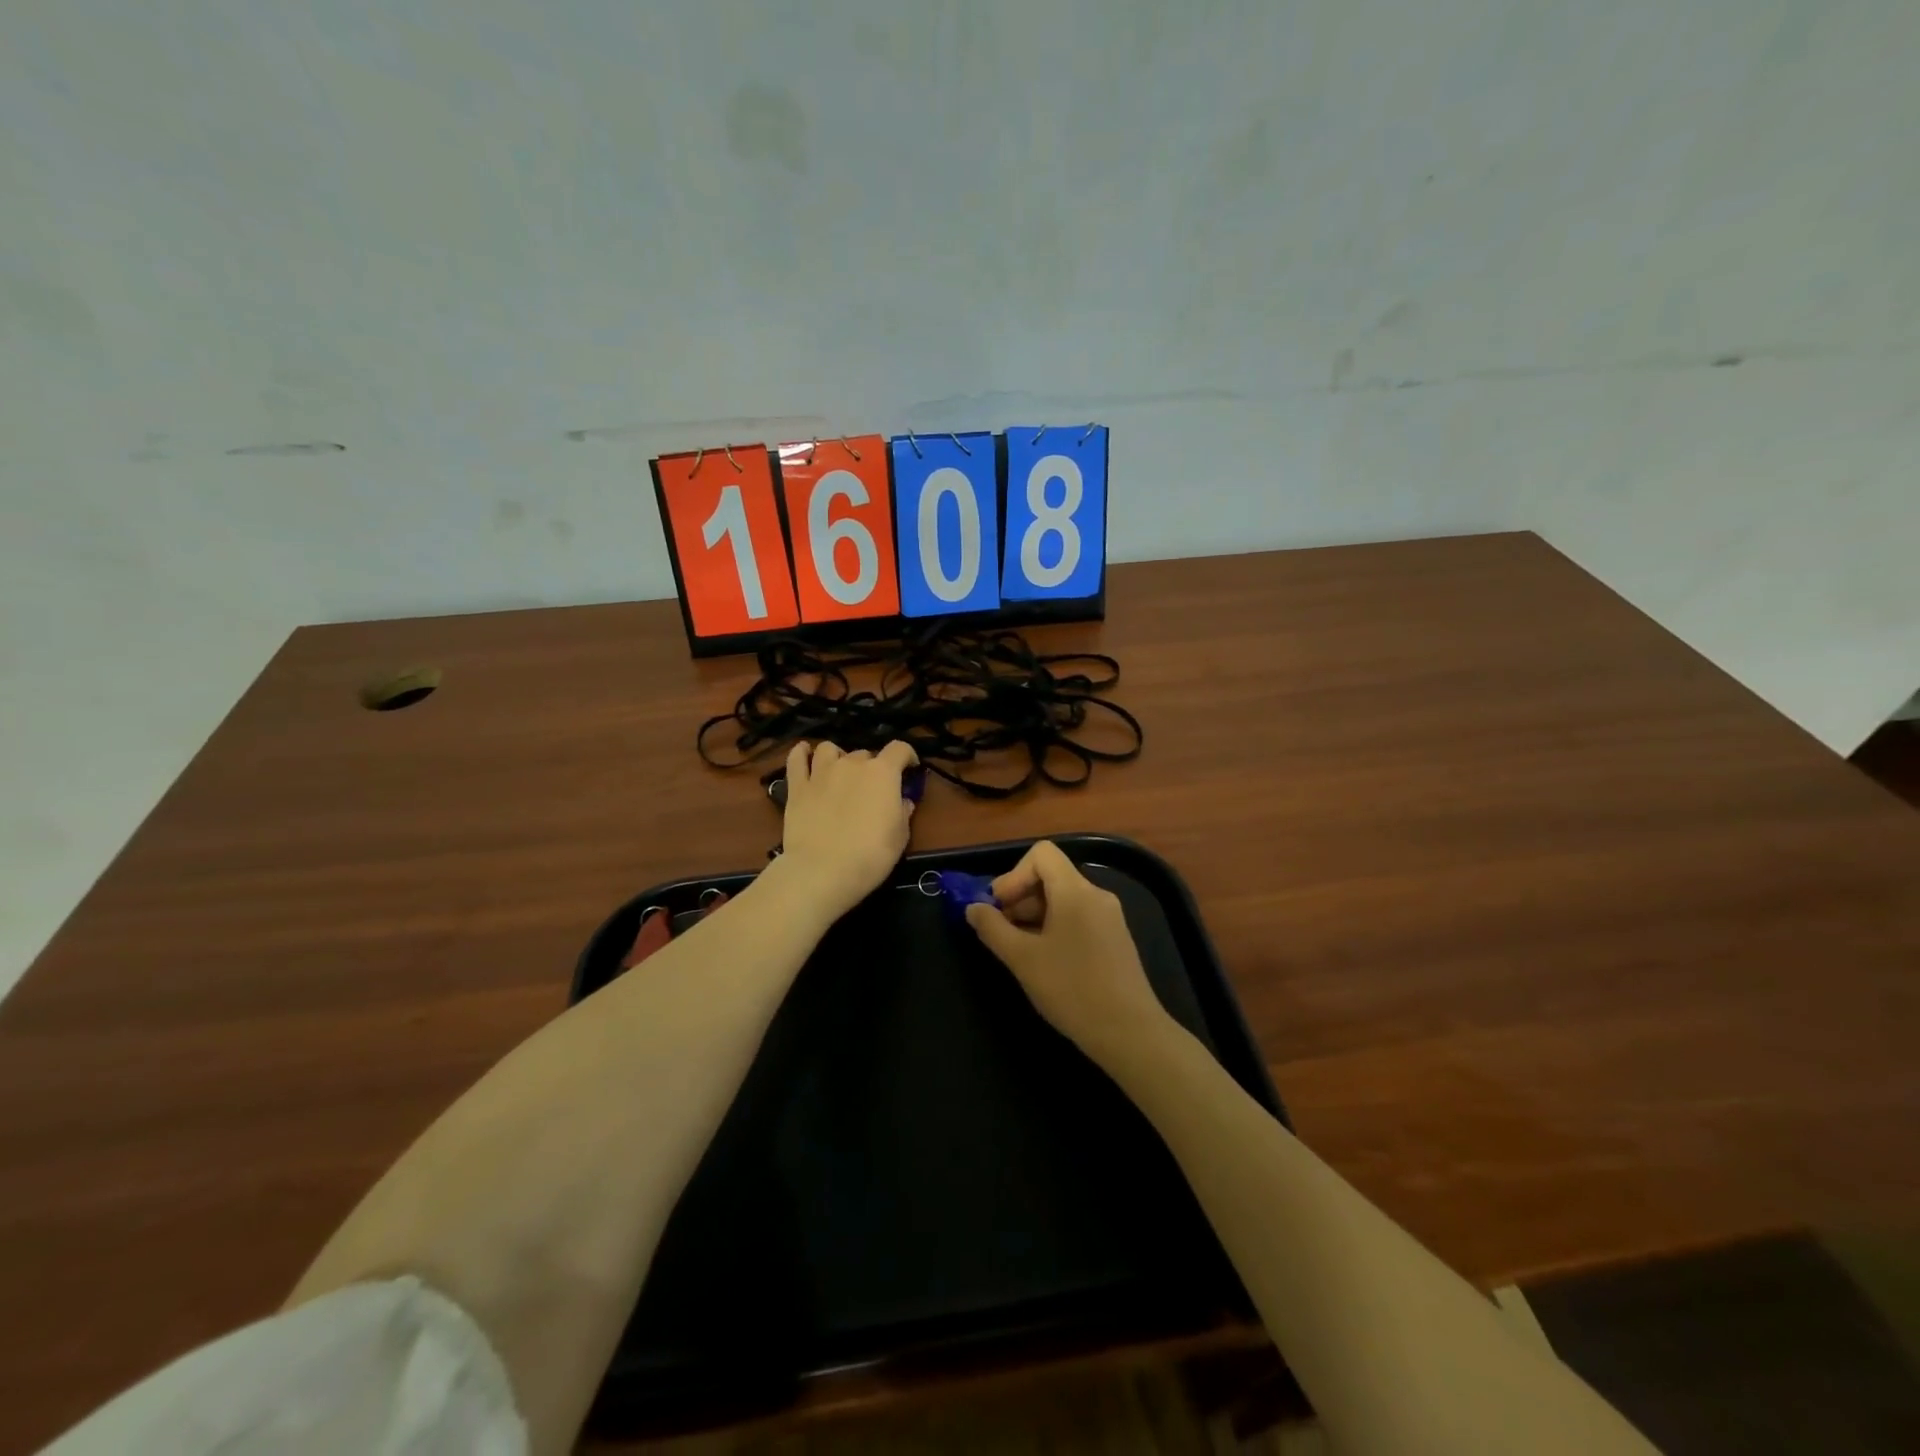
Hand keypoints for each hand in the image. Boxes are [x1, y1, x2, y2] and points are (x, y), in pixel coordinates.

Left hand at [777, 740, 918, 921]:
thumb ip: (903, 812)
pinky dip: (801, 753)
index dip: (907, 756)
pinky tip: (804, 754)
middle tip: (871, 789)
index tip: (910, 769)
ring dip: (837, 756)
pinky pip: (796, 759)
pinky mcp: (797, 787)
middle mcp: (851, 764)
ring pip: (829, 749)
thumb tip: (903, 801)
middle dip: (871, 767)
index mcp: (882, 773)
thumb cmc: (870, 855)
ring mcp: (821, 773)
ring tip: (839, 772)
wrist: (823, 871)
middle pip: (864, 753)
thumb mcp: (900, 837)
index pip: (899, 749)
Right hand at [965, 841, 1172, 1063]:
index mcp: (1075, 891)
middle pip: (1051, 876)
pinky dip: (1055, 928)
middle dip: (1020, 898)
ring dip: (1035, 915)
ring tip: (1020, 951)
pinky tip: (1046, 962)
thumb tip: (973, 908)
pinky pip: (1078, 917)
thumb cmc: (1072, 990)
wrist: (1130, 1033)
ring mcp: (1109, 917)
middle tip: (1002, 933)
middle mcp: (1096, 895)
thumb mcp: (1022, 959)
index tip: (999, 908)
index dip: (1013, 875)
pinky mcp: (1115, 938)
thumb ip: (993, 928)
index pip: (1041, 854)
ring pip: (1063, 899)